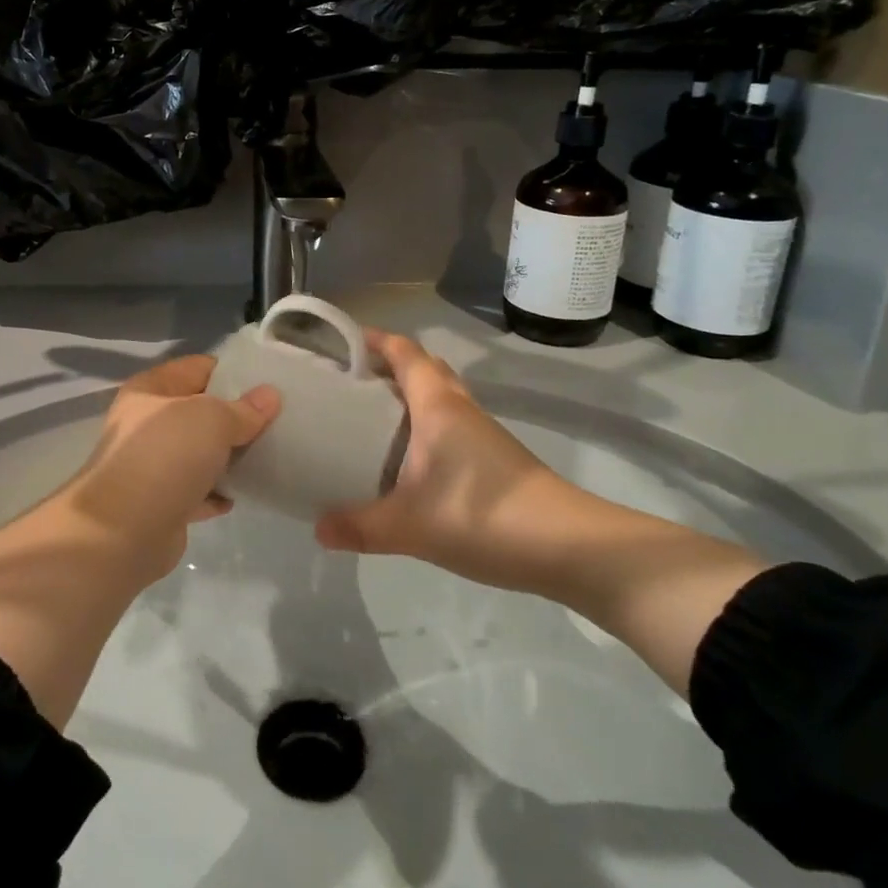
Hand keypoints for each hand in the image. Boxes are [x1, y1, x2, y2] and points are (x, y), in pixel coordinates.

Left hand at [65, 355, 279, 580]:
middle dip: (235, 416)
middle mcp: (147, 423)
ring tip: (267, 455)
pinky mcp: (161, 503)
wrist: (122, 532)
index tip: (268, 382)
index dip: (232, 371)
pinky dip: (216, 492)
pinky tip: (241, 495)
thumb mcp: (211, 419)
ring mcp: (152, 465)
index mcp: (151, 390)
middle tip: (276, 419)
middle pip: (199, 411)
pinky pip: (197, 491)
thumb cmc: (165, 457)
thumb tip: (270, 395)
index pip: (198, 368)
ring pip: (199, 452)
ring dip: (228, 456)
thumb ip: (243, 408)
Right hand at [314, 329, 587, 589]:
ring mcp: (481, 433)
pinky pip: (450, 425)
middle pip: (424, 368)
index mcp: (438, 406)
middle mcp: (460, 409)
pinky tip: (408, 461)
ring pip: (440, 398)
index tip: (341, 341)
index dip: (375, 340)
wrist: (570, 547)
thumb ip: (360, 526)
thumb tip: (318, 529)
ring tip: (370, 419)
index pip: (404, 353)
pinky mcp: (494, 459)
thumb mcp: (410, 526)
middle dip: (388, 367)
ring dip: (408, 397)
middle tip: (351, 383)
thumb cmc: (485, 517)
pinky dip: (424, 427)